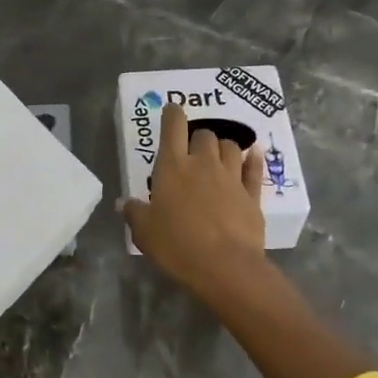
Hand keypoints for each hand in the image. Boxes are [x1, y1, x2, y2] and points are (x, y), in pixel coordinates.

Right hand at [121, 101, 267, 302]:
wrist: (225, 266)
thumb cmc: (177, 245)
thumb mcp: (144, 232)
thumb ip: (134, 213)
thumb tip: (124, 203)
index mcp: (173, 166)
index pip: (173, 126)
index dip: (172, 114)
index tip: (172, 110)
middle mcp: (203, 163)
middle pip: (204, 134)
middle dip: (198, 138)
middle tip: (192, 152)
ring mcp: (231, 177)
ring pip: (231, 146)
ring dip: (223, 147)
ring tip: (218, 157)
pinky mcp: (252, 194)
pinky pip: (254, 168)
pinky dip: (252, 160)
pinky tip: (253, 156)